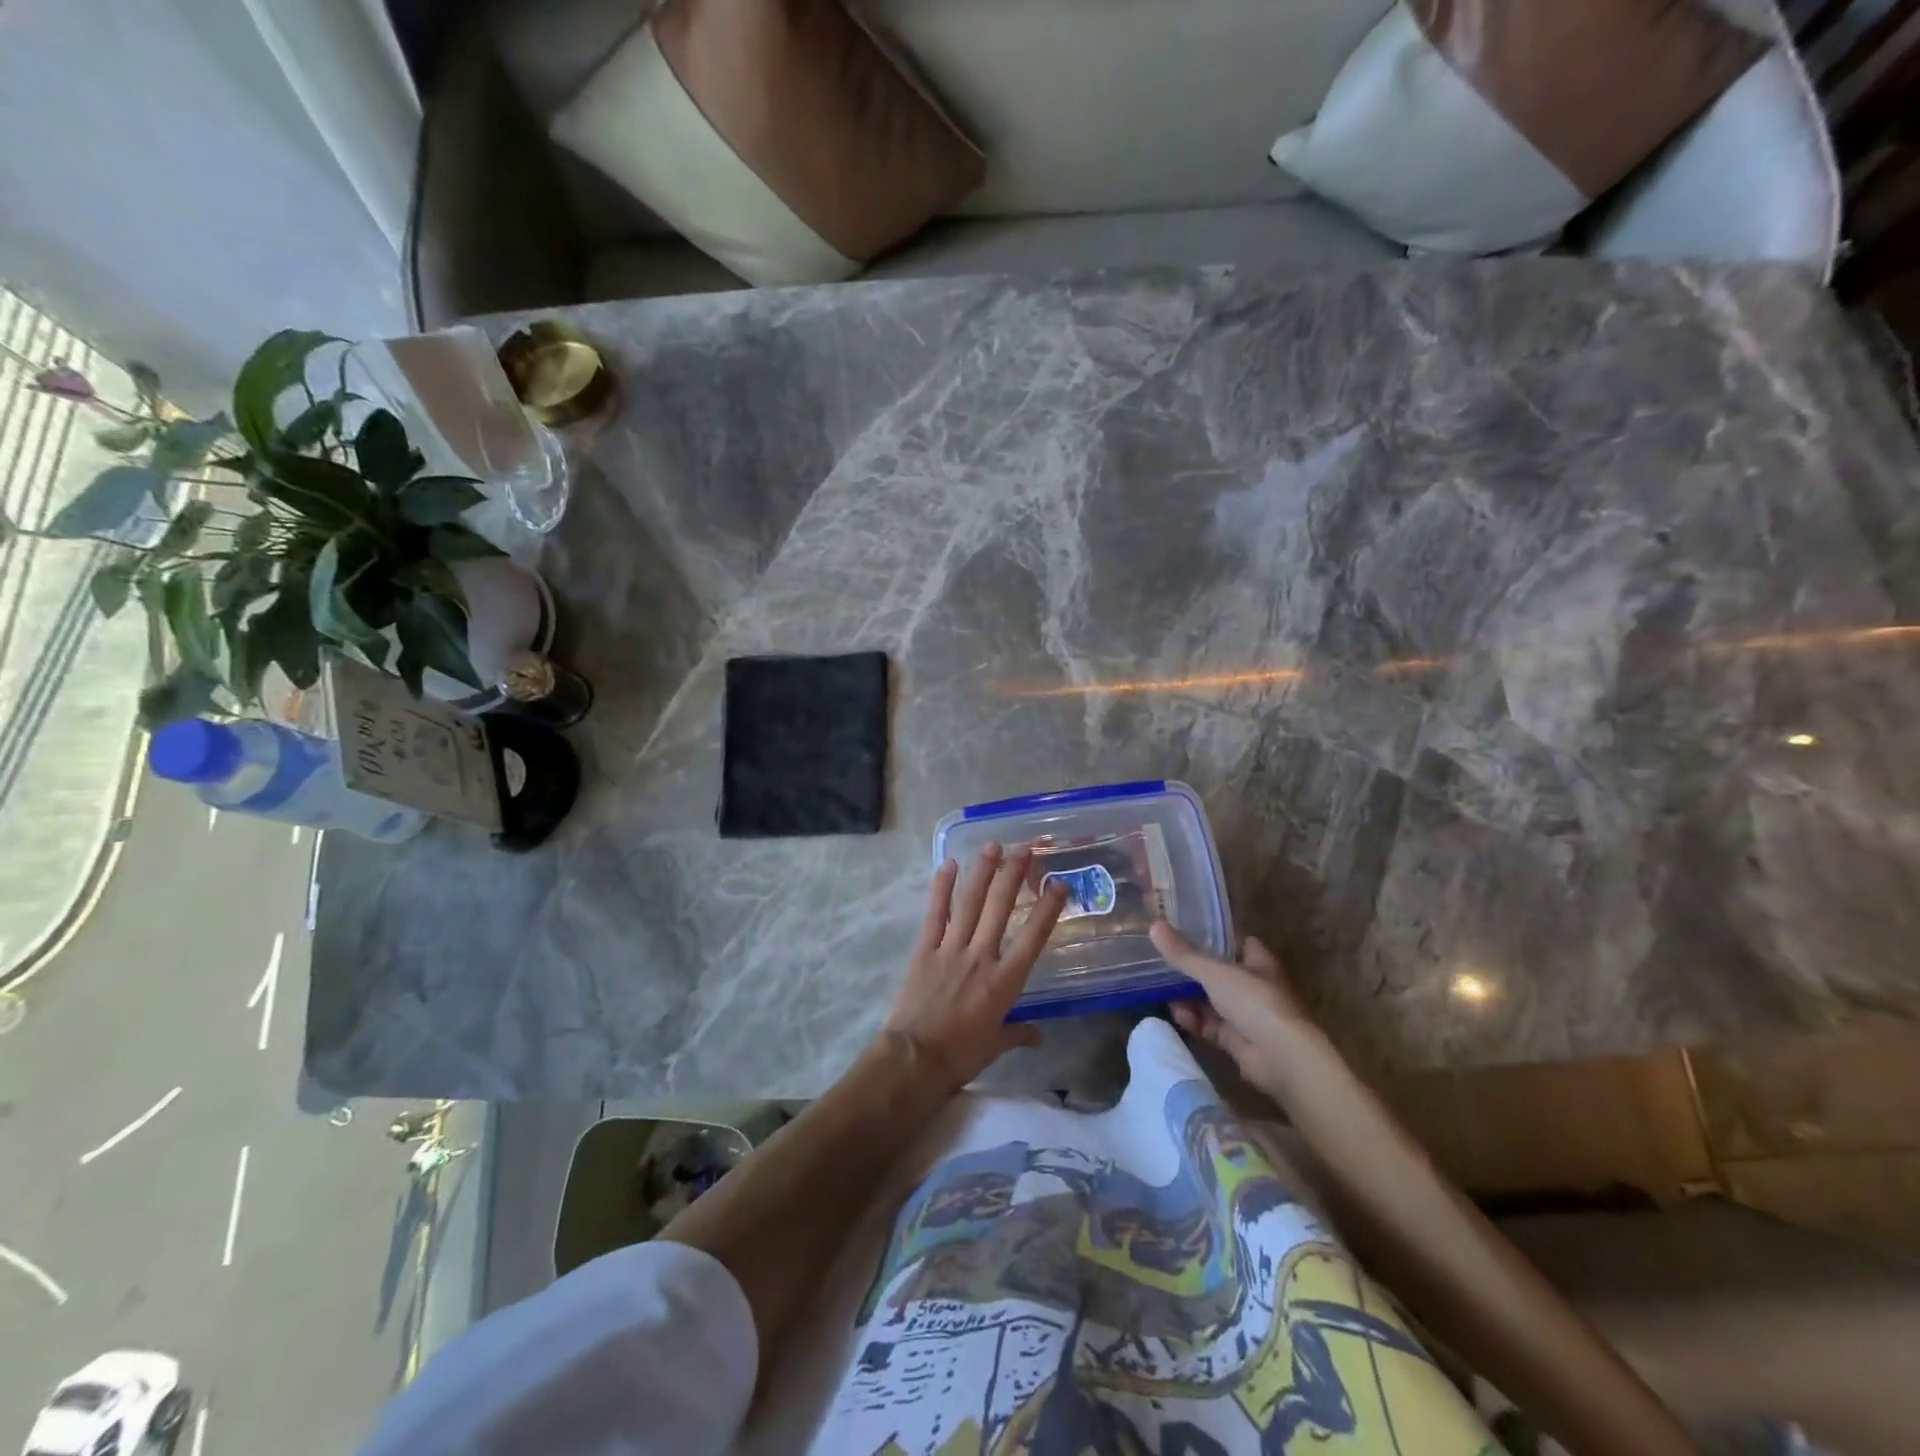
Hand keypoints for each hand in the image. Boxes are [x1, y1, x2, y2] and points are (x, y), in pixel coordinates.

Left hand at [883, 844, 1067, 1093]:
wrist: (915, 1059)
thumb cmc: (961, 1056)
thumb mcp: (996, 1046)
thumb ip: (1019, 1034)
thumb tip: (1039, 1036)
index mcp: (1005, 981)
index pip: (1032, 937)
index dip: (1047, 909)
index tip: (1059, 884)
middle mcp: (981, 957)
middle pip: (1000, 908)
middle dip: (1013, 875)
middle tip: (1025, 849)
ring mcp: (951, 949)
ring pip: (970, 903)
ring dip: (982, 872)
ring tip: (992, 845)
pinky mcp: (925, 950)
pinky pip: (935, 914)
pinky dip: (942, 889)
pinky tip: (949, 865)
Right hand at [1151, 921, 1316, 1094]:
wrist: (1283, 1058)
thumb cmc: (1255, 1002)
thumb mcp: (1215, 972)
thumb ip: (1184, 954)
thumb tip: (1154, 926)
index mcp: (1257, 961)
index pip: (1233, 941)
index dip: (1209, 936)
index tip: (1180, 931)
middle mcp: (1253, 985)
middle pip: (1217, 972)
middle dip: (1190, 970)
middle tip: (1161, 963)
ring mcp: (1245, 1014)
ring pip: (1210, 1000)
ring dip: (1188, 997)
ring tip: (1161, 992)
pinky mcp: (1237, 1040)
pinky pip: (1209, 1025)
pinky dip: (1194, 1020)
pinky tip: (1177, 1015)